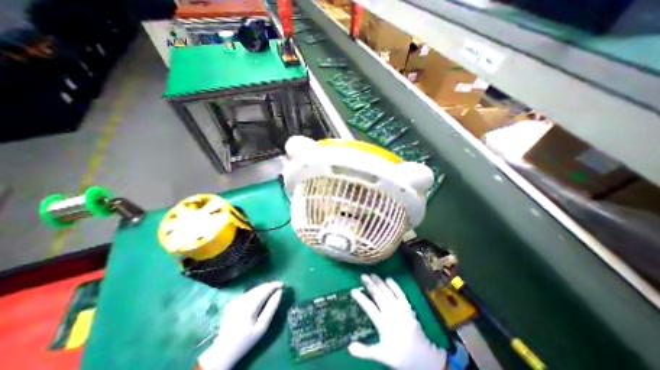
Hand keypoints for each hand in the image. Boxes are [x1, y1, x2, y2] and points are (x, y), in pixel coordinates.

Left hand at [198, 282, 285, 368]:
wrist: (223, 351)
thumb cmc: (246, 341)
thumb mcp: (262, 327)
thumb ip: (271, 308)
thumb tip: (279, 292)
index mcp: (248, 307)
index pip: (264, 290)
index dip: (275, 285)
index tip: (284, 285)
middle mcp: (241, 300)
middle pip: (259, 288)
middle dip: (270, 286)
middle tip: (279, 288)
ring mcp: (235, 300)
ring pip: (253, 289)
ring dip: (263, 289)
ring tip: (272, 292)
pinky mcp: (232, 302)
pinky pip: (248, 293)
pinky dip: (256, 293)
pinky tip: (259, 298)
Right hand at [347, 275, 444, 369]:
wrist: (423, 358)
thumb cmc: (399, 356)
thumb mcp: (381, 355)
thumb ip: (365, 351)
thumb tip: (349, 347)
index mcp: (383, 324)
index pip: (369, 307)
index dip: (360, 298)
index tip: (353, 290)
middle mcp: (391, 313)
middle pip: (378, 295)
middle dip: (369, 284)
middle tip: (363, 275)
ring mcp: (400, 309)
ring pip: (387, 292)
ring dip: (379, 282)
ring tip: (372, 274)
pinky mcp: (408, 307)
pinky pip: (400, 293)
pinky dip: (394, 285)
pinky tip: (388, 279)